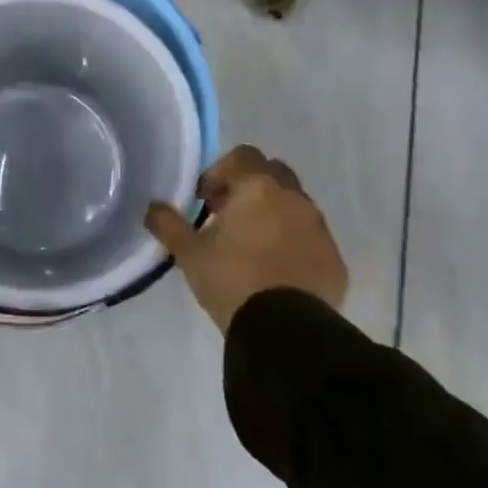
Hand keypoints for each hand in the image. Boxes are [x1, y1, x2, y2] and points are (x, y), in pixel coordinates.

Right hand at [145, 145, 347, 331]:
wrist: (285, 333)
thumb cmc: (232, 280)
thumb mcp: (188, 253)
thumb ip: (168, 223)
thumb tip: (152, 207)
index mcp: (258, 187)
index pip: (242, 155)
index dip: (220, 171)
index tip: (206, 200)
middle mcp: (294, 198)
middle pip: (273, 173)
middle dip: (251, 187)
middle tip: (229, 216)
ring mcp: (319, 229)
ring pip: (295, 205)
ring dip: (274, 214)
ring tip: (252, 246)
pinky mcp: (335, 259)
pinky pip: (311, 238)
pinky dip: (294, 243)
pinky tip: (277, 271)